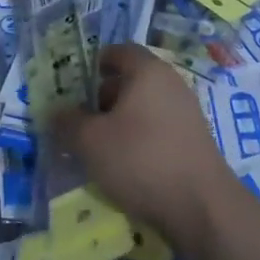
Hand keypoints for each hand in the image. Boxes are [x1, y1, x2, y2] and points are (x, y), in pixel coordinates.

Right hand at [51, 43, 236, 258]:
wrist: (202, 208)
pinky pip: (158, 130)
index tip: (74, 85)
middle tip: (79, 122)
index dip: (94, 63)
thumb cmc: (141, 160)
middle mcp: (171, 84)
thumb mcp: (90, 141)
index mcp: (148, 71)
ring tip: (98, 150)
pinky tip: (125, 168)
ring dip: (119, 124)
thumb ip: (68, 122)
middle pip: (130, 81)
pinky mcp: (194, 142)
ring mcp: (187, 113)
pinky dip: (139, 141)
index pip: (119, 51)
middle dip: (102, 99)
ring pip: (143, 109)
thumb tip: (57, 112)